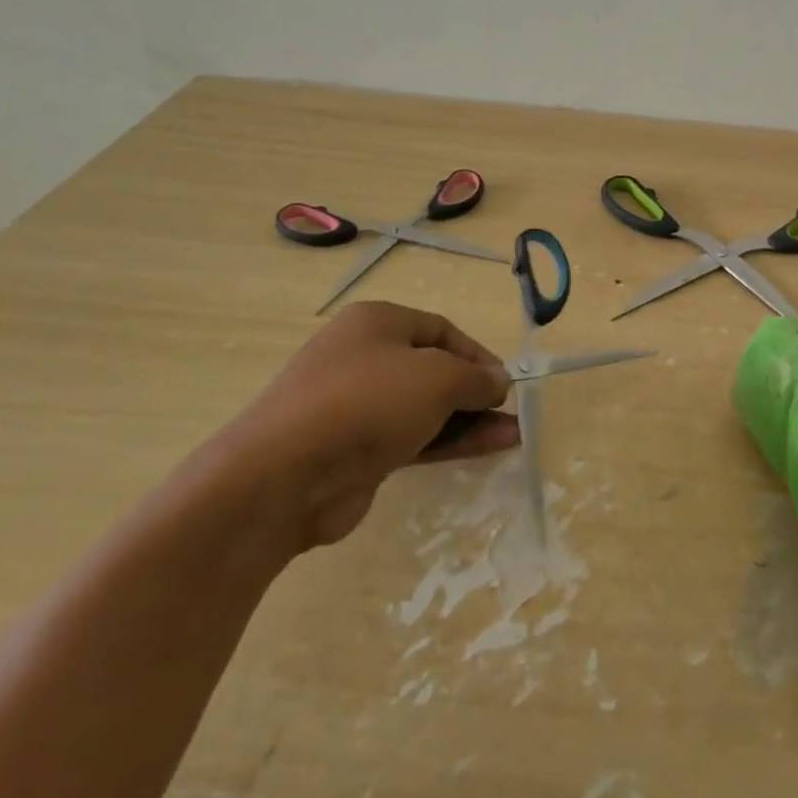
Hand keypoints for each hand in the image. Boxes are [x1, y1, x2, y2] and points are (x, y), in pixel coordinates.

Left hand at [196, 302, 515, 553]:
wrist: (286, 474)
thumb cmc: (367, 401)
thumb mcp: (437, 377)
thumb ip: (476, 378)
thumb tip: (499, 382)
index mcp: (376, 323)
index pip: (440, 330)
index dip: (477, 354)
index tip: (505, 382)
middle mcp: (364, 358)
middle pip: (432, 369)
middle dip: (475, 390)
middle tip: (508, 412)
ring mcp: (356, 407)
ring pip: (424, 408)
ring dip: (468, 420)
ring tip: (512, 436)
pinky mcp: (355, 450)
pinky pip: (412, 439)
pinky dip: (448, 442)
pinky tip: (487, 449)